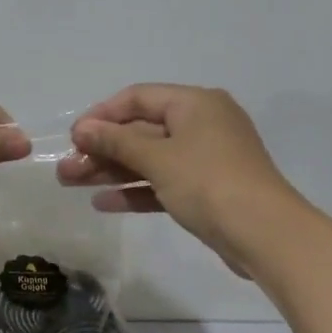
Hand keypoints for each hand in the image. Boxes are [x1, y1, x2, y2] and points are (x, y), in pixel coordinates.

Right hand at [58, 84, 306, 277]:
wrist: (265, 234)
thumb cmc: (209, 183)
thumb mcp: (158, 158)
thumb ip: (116, 141)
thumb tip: (82, 128)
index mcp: (195, 104)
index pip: (138, 97)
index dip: (102, 114)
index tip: (73, 137)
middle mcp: (202, 124)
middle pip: (141, 130)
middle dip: (102, 149)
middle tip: (65, 169)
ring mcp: (206, 159)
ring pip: (150, 159)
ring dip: (112, 170)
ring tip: (72, 184)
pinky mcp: (206, 190)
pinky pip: (163, 182)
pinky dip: (137, 190)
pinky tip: (104, 202)